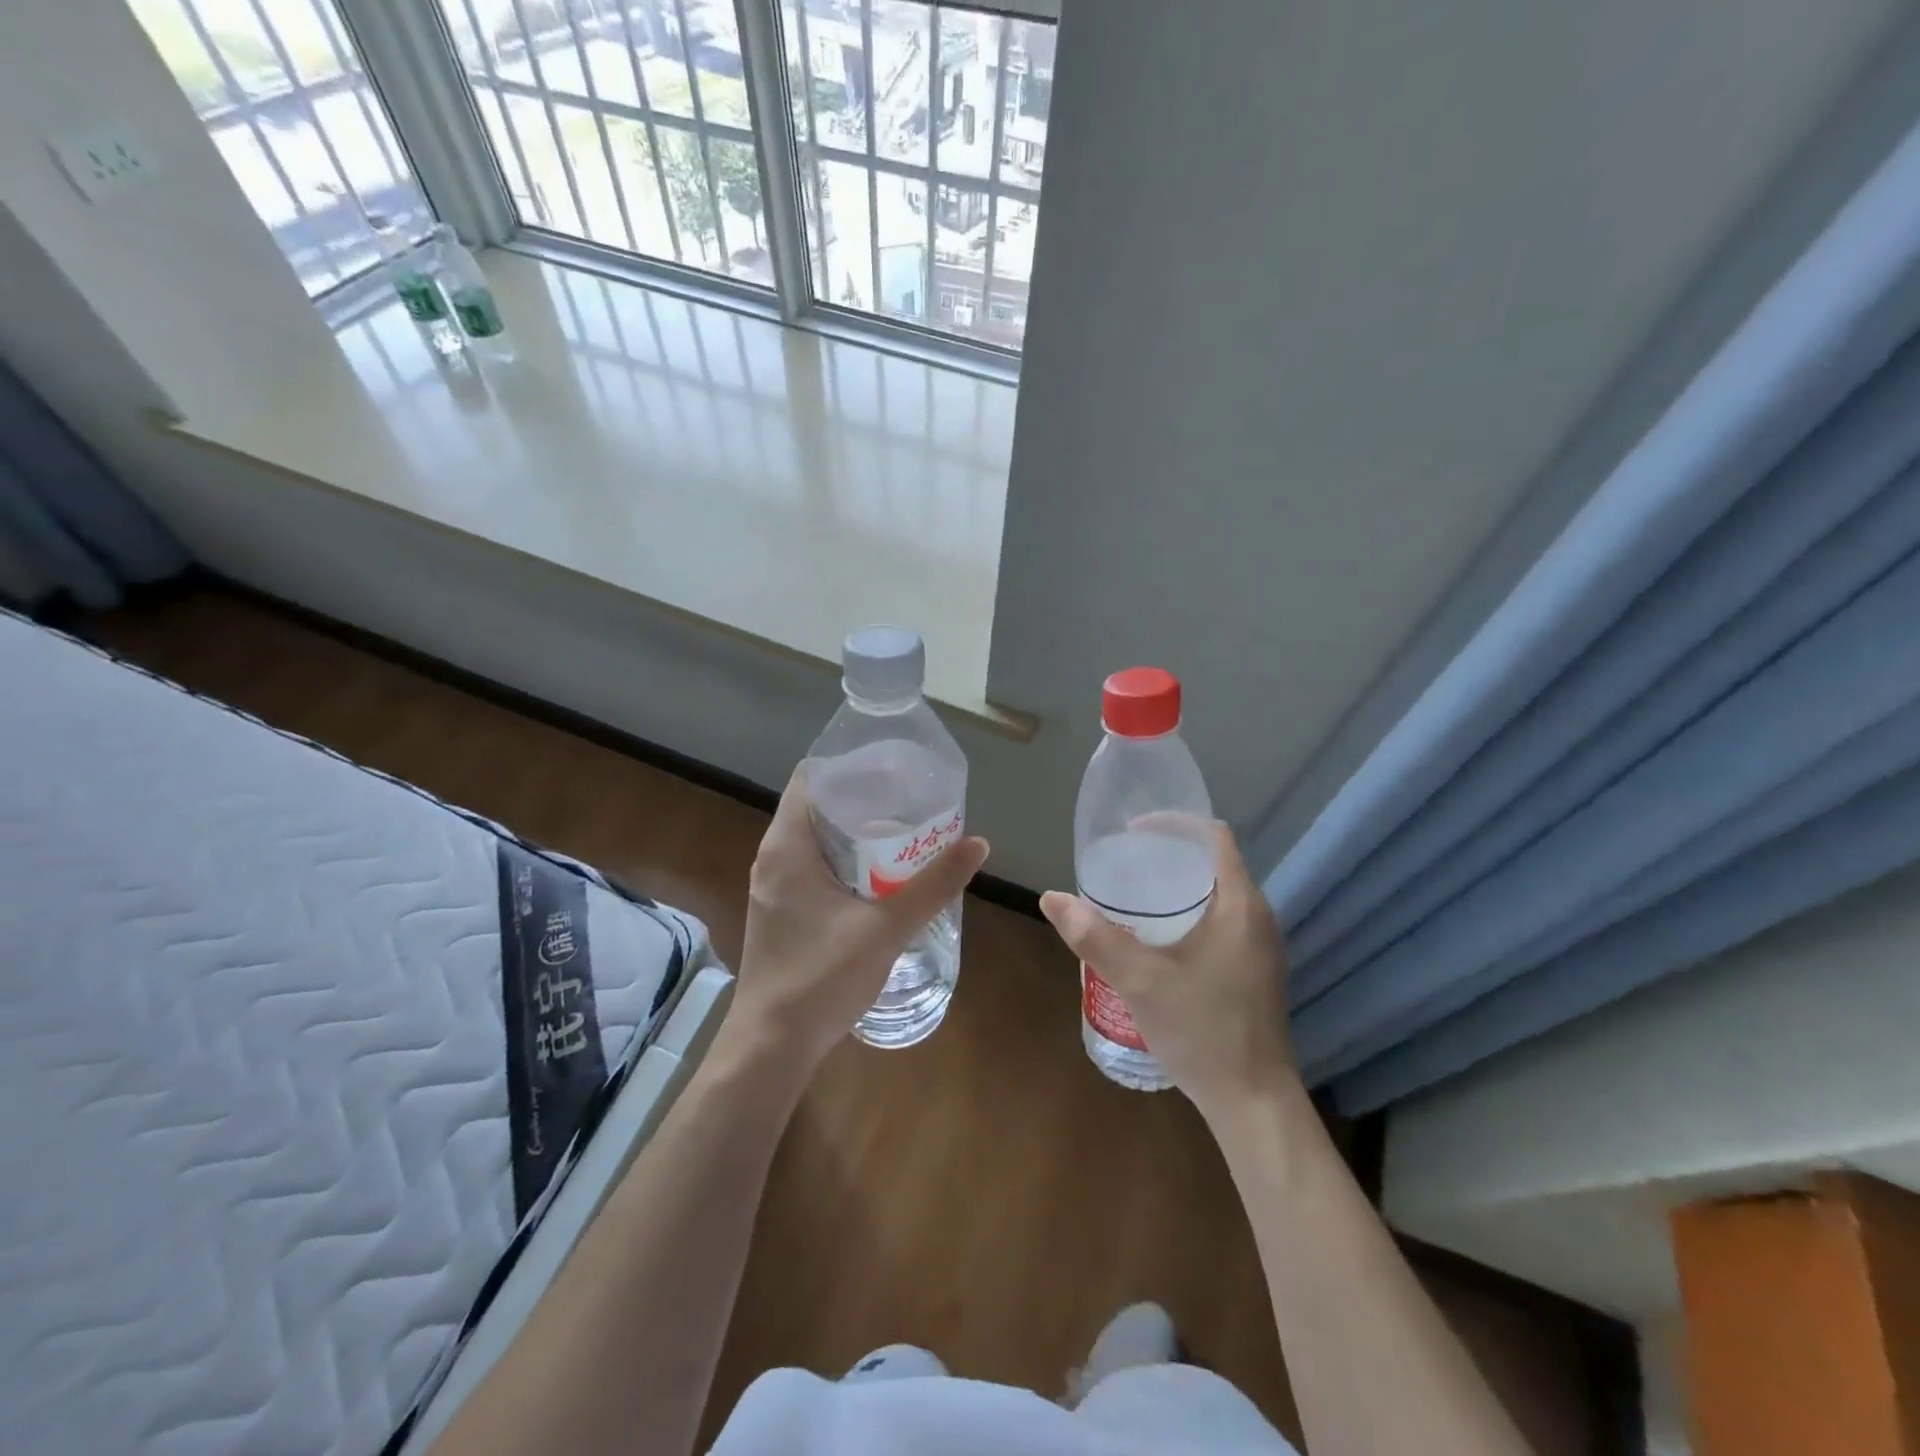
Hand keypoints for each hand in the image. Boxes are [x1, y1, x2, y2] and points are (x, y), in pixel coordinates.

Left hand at [729, 769, 988, 1070]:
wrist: (771, 1046)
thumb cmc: (821, 978)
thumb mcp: (886, 928)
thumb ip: (933, 885)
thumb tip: (978, 844)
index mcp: (787, 846)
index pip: (811, 777)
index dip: (851, 766)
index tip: (893, 770)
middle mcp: (773, 858)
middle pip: (818, 807)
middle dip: (864, 800)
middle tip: (911, 801)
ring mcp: (774, 886)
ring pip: (816, 840)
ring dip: (856, 834)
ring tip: (904, 833)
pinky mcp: (781, 911)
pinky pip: (813, 867)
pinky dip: (845, 861)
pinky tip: (880, 877)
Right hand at [1040, 822, 1294, 1121]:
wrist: (1253, 1103)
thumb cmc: (1202, 1032)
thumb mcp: (1140, 981)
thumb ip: (1094, 937)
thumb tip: (1051, 898)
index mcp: (1239, 905)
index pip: (1213, 836)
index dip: (1173, 824)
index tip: (1132, 832)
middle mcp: (1257, 917)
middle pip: (1213, 862)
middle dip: (1168, 855)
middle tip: (1123, 863)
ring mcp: (1260, 946)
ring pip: (1217, 894)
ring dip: (1179, 886)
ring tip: (1133, 894)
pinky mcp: (1256, 970)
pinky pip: (1222, 920)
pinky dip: (1190, 912)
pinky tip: (1158, 937)